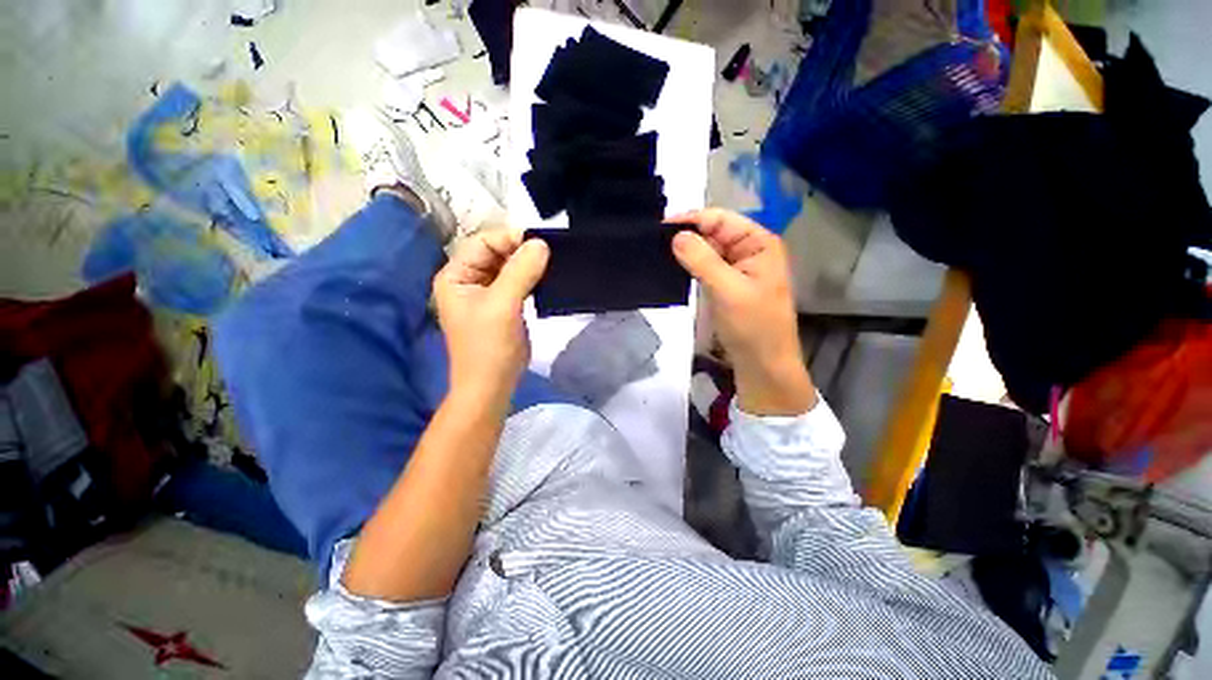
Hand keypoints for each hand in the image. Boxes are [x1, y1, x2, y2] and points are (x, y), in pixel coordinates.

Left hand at [433, 229, 548, 409]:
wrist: (492, 385)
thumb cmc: (489, 347)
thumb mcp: (503, 306)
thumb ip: (520, 272)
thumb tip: (541, 243)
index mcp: (456, 275)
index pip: (482, 242)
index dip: (509, 238)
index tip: (540, 242)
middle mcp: (468, 280)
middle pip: (496, 253)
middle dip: (521, 251)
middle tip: (550, 253)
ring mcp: (487, 293)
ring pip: (509, 267)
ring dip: (528, 264)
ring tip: (551, 264)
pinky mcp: (504, 305)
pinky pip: (518, 282)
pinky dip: (531, 278)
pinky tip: (546, 279)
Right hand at [669, 209, 815, 415]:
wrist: (763, 365)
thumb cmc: (752, 326)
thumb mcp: (727, 290)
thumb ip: (701, 260)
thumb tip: (676, 235)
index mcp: (758, 243)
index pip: (721, 219)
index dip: (691, 220)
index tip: (660, 227)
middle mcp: (749, 250)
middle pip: (714, 233)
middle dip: (687, 236)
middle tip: (654, 243)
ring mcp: (738, 268)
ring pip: (708, 251)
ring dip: (687, 252)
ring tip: (658, 254)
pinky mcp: (727, 285)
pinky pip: (707, 268)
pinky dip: (691, 267)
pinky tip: (674, 269)